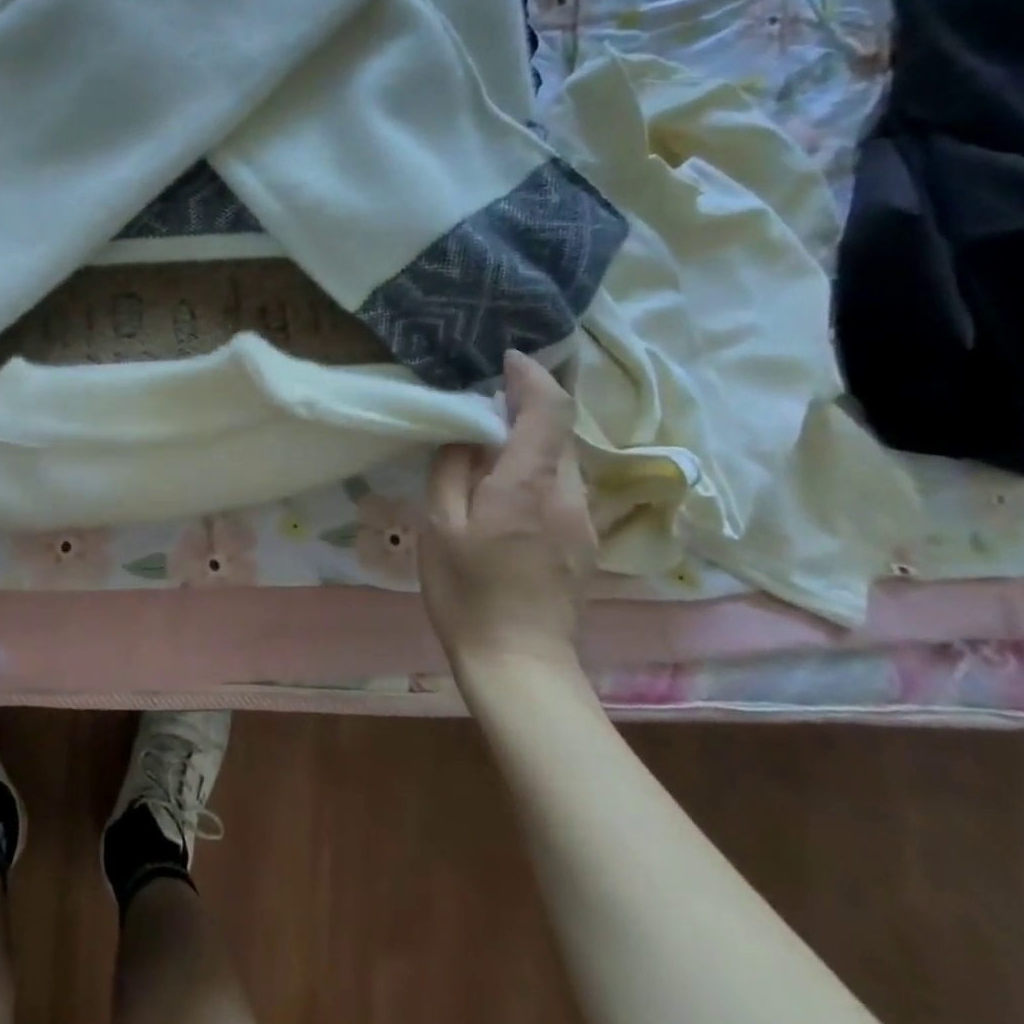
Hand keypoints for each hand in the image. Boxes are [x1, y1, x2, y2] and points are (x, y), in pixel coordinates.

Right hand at [419, 351, 595, 671]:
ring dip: (528, 446)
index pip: (548, 410)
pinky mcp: (584, 543)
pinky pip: (560, 490)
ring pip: (558, 463)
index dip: (531, 377)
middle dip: (524, 411)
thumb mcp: (440, 528)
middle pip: (555, 434)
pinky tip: (503, 499)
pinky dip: (534, 475)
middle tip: (478, 412)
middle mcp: (566, 494)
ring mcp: (582, 521)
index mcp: (527, 485)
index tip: (506, 360)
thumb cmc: (468, 593)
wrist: (520, 663)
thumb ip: (451, 472)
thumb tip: (465, 435)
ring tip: (484, 457)